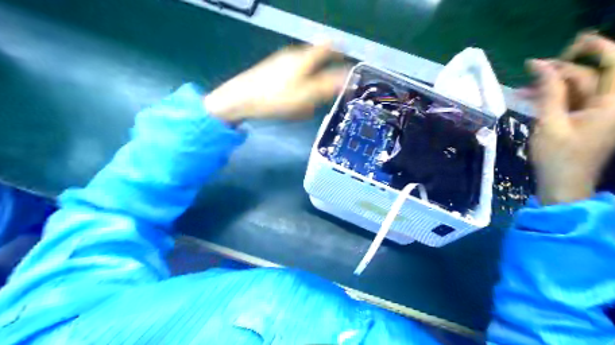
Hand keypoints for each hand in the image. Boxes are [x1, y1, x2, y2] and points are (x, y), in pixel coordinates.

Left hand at [202, 43, 344, 122]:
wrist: (239, 100)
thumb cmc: (276, 97)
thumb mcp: (307, 95)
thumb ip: (328, 85)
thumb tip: (348, 78)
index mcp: (304, 58)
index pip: (327, 47)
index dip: (339, 52)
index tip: (345, 64)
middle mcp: (293, 56)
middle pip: (315, 62)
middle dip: (321, 79)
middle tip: (321, 98)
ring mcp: (280, 63)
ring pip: (303, 74)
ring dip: (308, 89)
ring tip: (302, 108)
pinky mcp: (271, 73)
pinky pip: (291, 81)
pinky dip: (296, 92)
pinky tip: (289, 106)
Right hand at [525, 33, 614, 205]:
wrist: (562, 185)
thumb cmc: (557, 157)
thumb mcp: (549, 123)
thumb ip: (548, 92)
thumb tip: (539, 65)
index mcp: (609, 104)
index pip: (613, 64)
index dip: (596, 47)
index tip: (571, 41)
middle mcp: (608, 105)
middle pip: (588, 76)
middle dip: (559, 71)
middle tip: (529, 70)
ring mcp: (596, 113)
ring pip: (576, 89)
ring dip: (550, 86)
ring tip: (522, 89)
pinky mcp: (584, 121)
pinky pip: (570, 101)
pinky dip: (551, 98)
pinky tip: (530, 99)